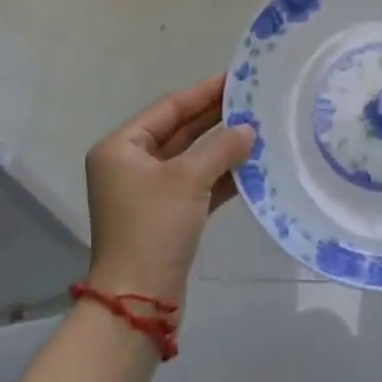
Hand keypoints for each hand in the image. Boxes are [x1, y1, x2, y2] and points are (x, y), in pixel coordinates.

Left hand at [84, 75, 254, 309]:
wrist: (139, 303)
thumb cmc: (154, 227)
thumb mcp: (188, 179)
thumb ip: (221, 147)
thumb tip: (249, 130)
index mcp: (122, 147)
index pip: (169, 108)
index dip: (204, 92)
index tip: (237, 78)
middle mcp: (131, 165)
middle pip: (180, 130)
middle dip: (216, 118)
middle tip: (253, 100)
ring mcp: (148, 192)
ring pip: (191, 158)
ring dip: (222, 146)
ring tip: (259, 128)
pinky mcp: (167, 216)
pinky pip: (197, 184)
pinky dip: (221, 175)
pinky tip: (252, 165)